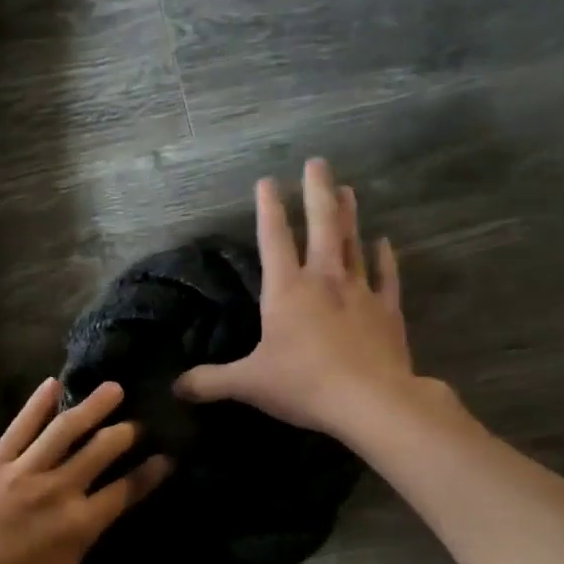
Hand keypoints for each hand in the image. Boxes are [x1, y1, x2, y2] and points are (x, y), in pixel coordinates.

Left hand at [0, 378, 171, 563]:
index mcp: (81, 525)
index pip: (126, 490)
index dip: (150, 472)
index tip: (167, 457)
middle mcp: (58, 490)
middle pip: (100, 450)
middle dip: (125, 432)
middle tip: (139, 423)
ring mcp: (23, 473)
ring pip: (64, 430)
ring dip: (92, 407)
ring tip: (113, 388)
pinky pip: (18, 428)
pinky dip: (37, 404)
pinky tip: (52, 385)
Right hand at [176, 158, 444, 439]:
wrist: (370, 401)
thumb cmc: (303, 384)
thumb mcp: (248, 384)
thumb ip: (210, 381)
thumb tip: (175, 387)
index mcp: (287, 291)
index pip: (274, 240)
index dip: (268, 209)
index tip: (267, 180)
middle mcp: (324, 281)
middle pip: (321, 226)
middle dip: (317, 193)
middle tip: (318, 162)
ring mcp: (360, 293)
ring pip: (353, 244)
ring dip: (349, 216)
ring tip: (349, 189)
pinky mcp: (387, 312)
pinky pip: (387, 278)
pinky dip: (386, 260)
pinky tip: (385, 242)